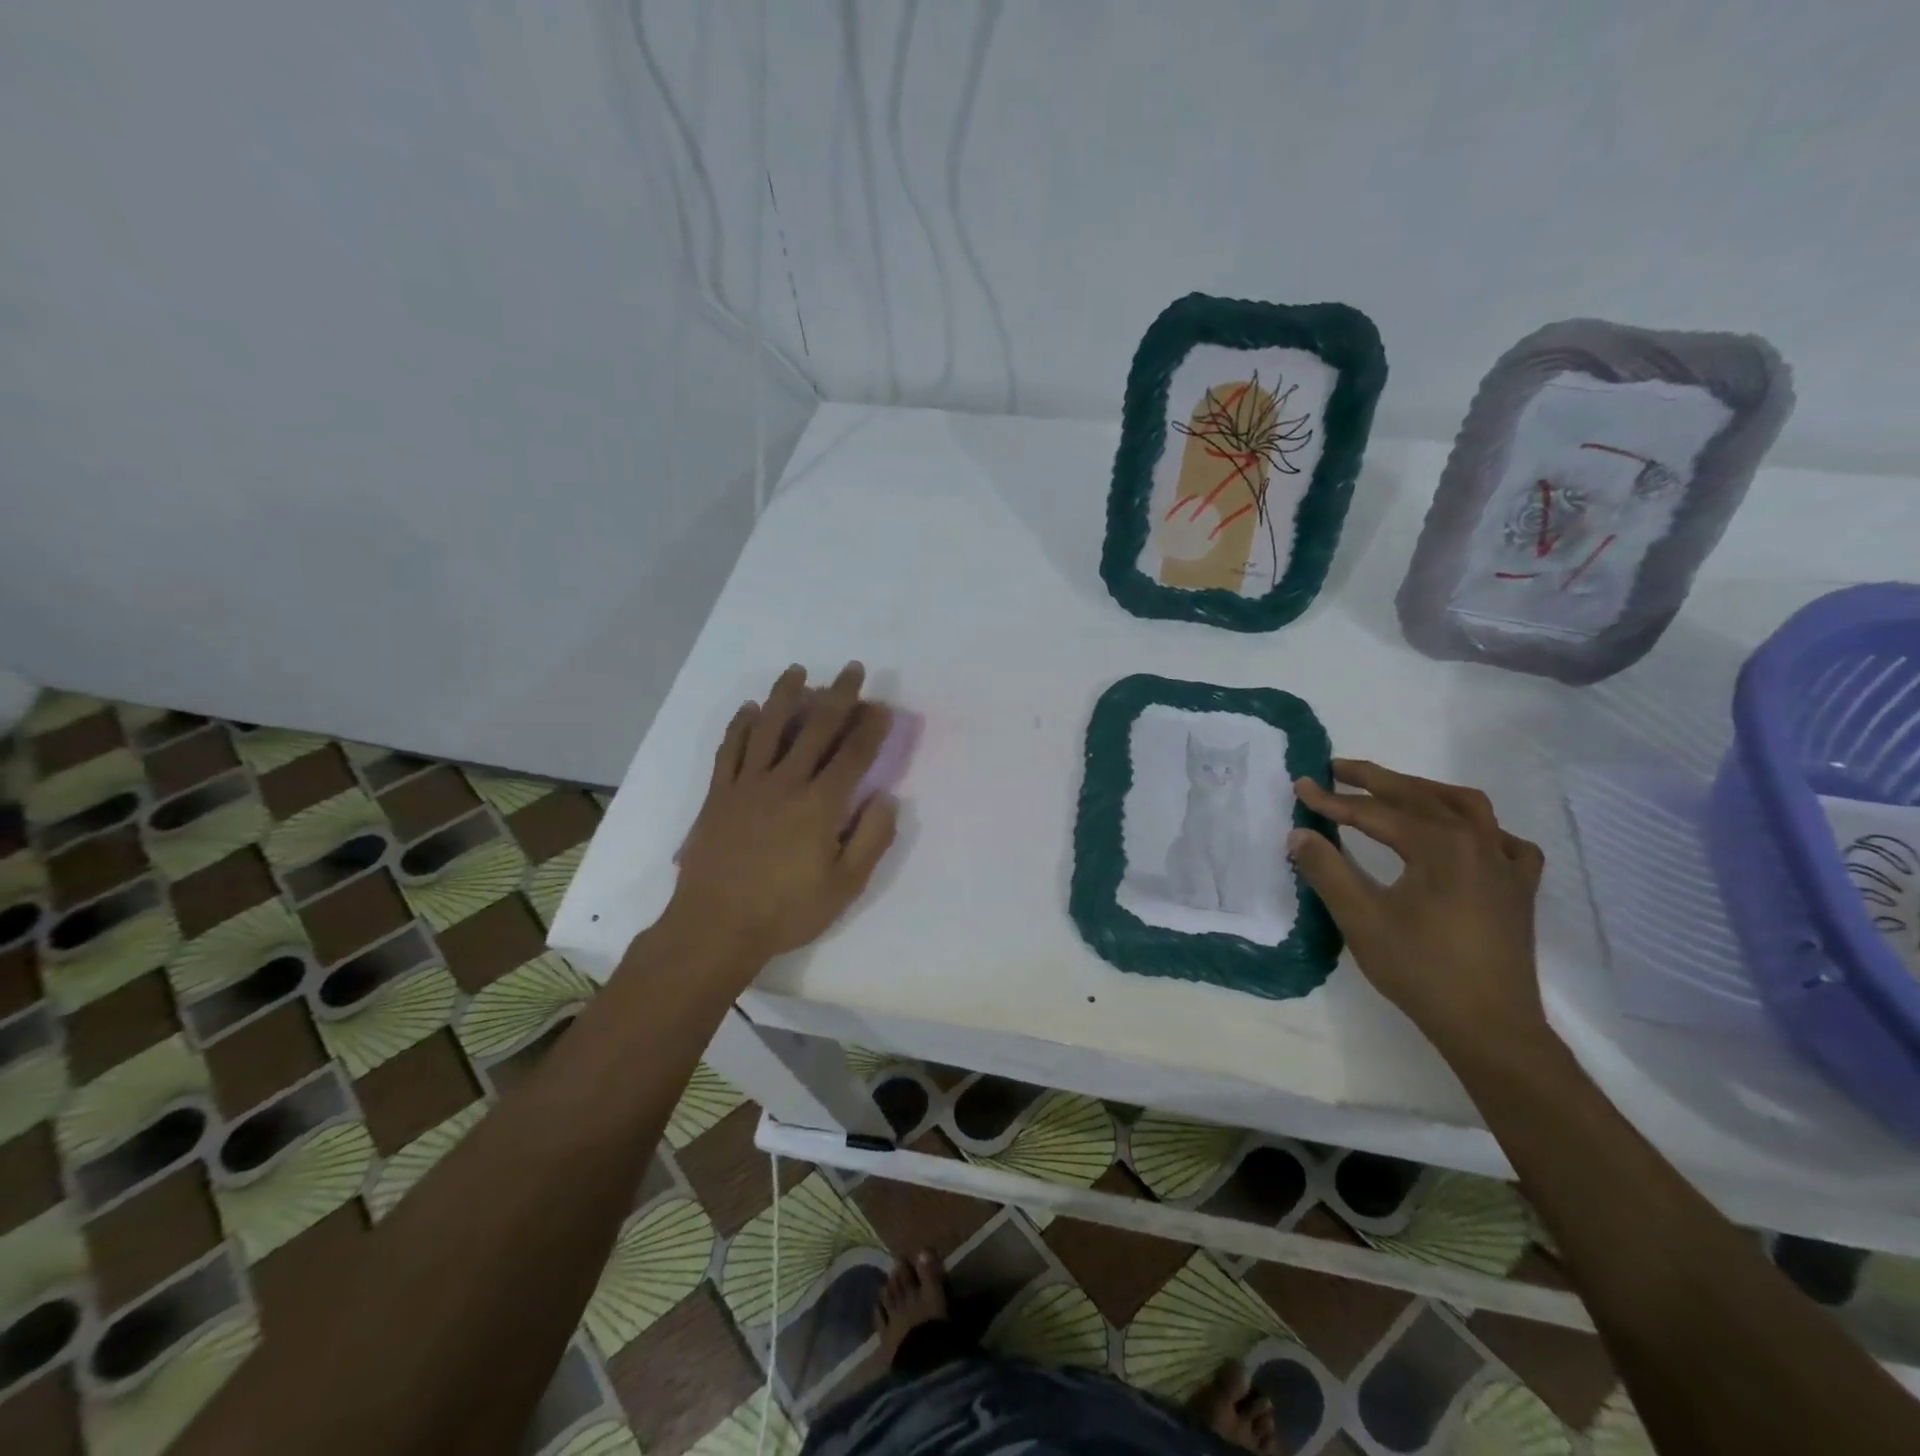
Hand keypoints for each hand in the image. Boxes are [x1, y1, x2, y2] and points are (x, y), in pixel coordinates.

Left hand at [669, 663, 898, 967]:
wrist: (716, 926)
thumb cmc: (787, 910)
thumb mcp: (845, 886)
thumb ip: (871, 839)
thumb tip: (886, 796)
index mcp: (820, 805)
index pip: (853, 755)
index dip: (870, 728)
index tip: (882, 706)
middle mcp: (785, 783)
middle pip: (816, 729)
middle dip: (839, 696)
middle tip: (853, 669)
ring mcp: (747, 785)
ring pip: (768, 728)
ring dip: (785, 696)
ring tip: (798, 671)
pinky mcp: (719, 794)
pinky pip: (730, 750)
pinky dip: (740, 725)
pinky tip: (749, 708)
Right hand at [1288, 760, 1548, 1056]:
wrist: (1490, 1027)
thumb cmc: (1421, 970)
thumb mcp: (1361, 919)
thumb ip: (1327, 870)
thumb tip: (1299, 834)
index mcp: (1440, 846)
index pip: (1375, 812)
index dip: (1333, 800)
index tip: (1301, 787)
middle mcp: (1478, 842)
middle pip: (1419, 797)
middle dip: (1374, 780)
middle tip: (1336, 768)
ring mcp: (1506, 865)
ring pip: (1466, 807)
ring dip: (1424, 791)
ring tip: (1392, 789)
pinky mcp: (1519, 889)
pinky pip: (1504, 841)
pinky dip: (1478, 827)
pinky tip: (1463, 835)